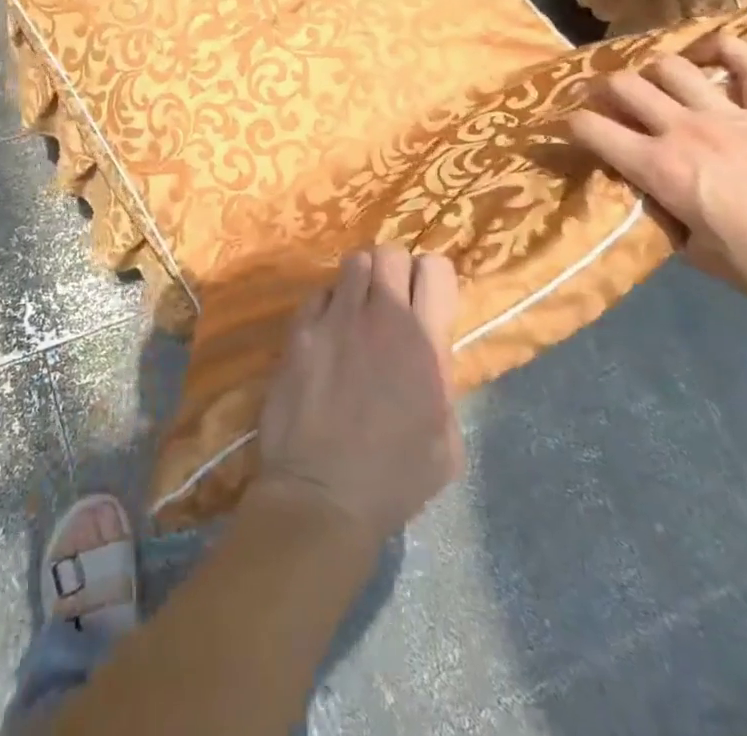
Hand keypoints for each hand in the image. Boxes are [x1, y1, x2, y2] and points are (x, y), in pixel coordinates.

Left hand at [252, 247, 462, 539]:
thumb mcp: (446, 440)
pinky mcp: (300, 329)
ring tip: (356, 311)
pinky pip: (318, 293)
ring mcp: (335, 318)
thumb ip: (441, 381)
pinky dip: (326, 305)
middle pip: (390, 252)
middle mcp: (381, 317)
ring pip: (352, 262)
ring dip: (359, 281)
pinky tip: (326, 332)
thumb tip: (432, 355)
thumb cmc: (394, 479)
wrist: (322, 493)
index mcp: (424, 342)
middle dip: (394, 270)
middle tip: (390, 302)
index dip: (433, 278)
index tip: (427, 300)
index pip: (437, 268)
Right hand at [565, 35, 746, 328]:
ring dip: (651, 72)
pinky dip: (727, 50)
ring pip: (672, 67)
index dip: (567, 127)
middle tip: (602, 107)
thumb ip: (661, 212)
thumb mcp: (694, 252)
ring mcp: (731, 116)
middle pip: (624, 85)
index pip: (591, 129)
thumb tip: (646, 190)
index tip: (563, 133)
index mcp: (661, 168)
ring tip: (651, 88)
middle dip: (601, 92)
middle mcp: (686, 130)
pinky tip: (711, 52)